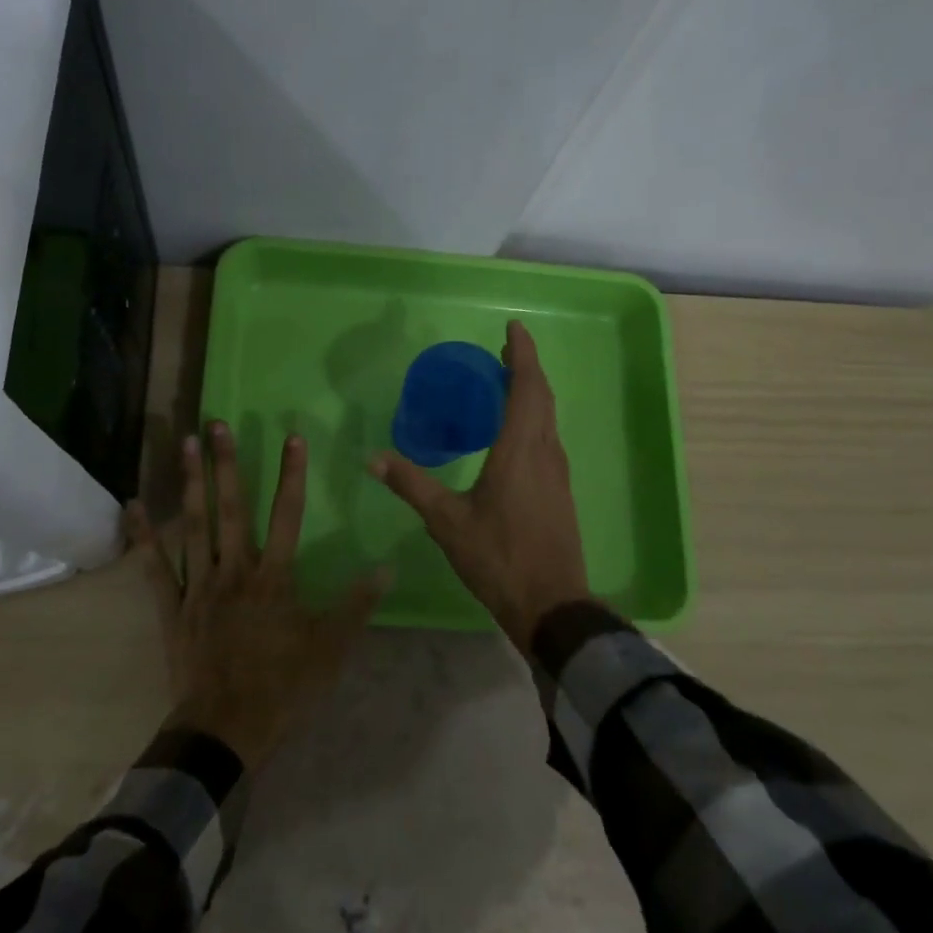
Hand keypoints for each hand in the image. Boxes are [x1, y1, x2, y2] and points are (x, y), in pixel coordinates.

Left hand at [127, 421, 386, 769]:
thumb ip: (356, 605)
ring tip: (186, 444)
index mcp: (274, 577)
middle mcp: (235, 570)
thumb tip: (386, 566)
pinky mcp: (173, 606)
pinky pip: (155, 565)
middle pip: (232, 508)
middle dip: (227, 463)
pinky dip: (144, 535)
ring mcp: (200, 585)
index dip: (291, 474)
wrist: (225, 729)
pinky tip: (133, 504)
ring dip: (191, 483)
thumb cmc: (282, 687)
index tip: (292, 437)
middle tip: (218, 423)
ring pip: (194, 525)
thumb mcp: (330, 649)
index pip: (288, 514)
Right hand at [371, 320, 590, 650]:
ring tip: (507, 381)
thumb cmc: (498, 557)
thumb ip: (412, 485)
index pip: (525, 388)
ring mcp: (558, 472)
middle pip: (542, 396)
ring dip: (532, 391)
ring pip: (548, 417)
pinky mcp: (560, 490)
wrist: (552, 604)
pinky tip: (515, 431)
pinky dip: (534, 417)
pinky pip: (548, 437)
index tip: (513, 328)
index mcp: (520, 450)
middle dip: (525, 367)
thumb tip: (372, 458)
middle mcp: (545, 452)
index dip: (521, 354)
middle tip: (503, 349)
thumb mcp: (447, 521)